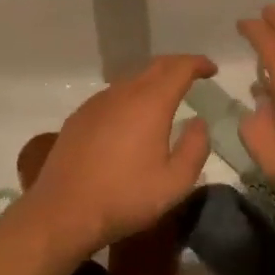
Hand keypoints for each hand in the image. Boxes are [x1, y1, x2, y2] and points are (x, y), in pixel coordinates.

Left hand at [22, 55, 216, 254]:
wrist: (64, 211)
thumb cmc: (125, 198)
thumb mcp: (175, 182)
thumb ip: (195, 148)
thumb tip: (199, 122)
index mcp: (150, 103)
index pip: (179, 68)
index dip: (197, 63)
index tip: (211, 68)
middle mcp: (123, 94)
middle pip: (154, 66)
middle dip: (177, 66)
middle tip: (193, 75)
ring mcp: (96, 103)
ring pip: (131, 80)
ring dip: (152, 81)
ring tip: (166, 97)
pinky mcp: (79, 117)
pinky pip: (112, 96)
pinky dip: (131, 96)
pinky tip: (132, 117)